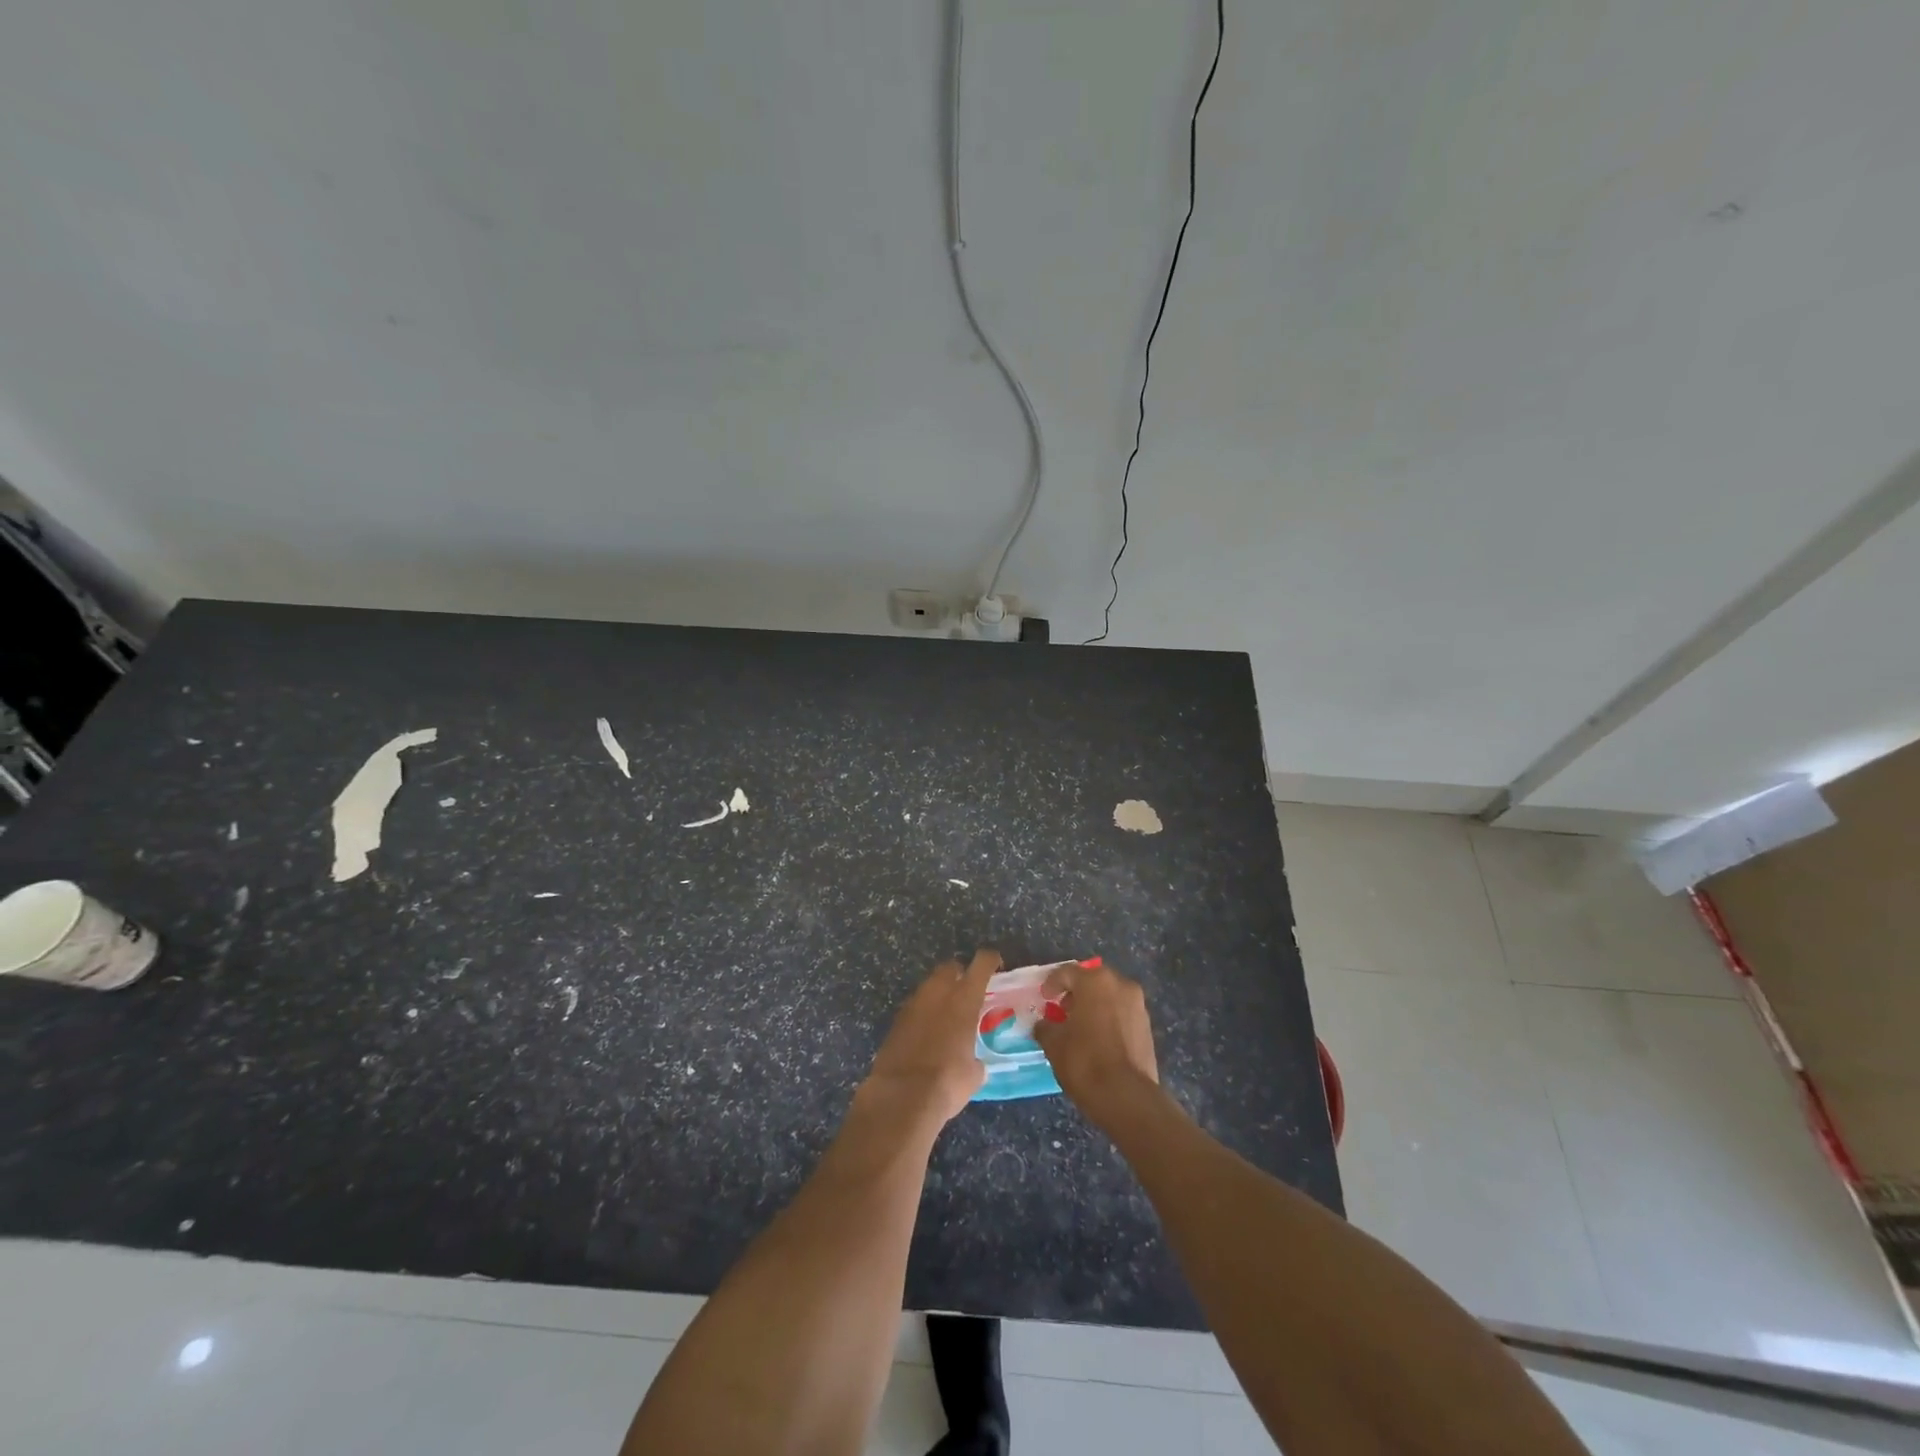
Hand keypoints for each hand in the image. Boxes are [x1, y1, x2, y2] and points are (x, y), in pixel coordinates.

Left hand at [863, 949, 1000, 1126]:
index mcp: (964, 998)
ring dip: (939, 993)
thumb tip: (974, 1064)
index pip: (981, 964)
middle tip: (967, 992)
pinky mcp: (895, 1020)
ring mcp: (913, 1004)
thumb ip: (976, 1059)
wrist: (902, 1096)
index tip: (995, 964)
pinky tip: (927, 1033)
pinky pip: (914, 1006)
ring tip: (947, 1015)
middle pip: (950, 967)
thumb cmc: (948, 1081)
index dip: (990, 959)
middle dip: (959, 974)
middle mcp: (938, 992)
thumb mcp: (974, 1074)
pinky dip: (922, 1013)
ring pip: (929, 985)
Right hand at [1032, 960, 1160, 1130]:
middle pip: (1092, 981)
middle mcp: (1120, 985)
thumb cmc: (1085, 1061)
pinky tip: (1098, 1039)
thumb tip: (1044, 1024)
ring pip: (1110, 996)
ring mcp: (1138, 1005)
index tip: (1044, 998)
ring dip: (1094, 1005)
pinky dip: (1109, 1018)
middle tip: (1062, 1009)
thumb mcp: (1054, 1044)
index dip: (1051, 984)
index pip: (1067, 972)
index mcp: (1095, 981)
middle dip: (1076, 992)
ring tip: (1080, 1027)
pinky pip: (1122, 1013)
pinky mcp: (1148, 1026)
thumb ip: (1046, 1027)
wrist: (1127, 1096)